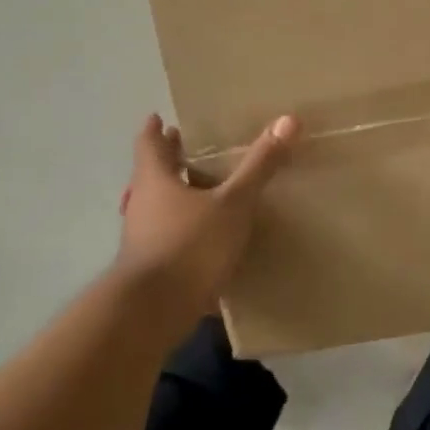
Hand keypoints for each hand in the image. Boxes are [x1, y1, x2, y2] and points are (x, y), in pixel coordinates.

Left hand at [114, 112, 298, 310]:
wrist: (153, 311)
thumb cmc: (189, 245)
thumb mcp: (232, 203)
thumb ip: (259, 166)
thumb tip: (288, 120)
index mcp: (155, 180)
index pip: (149, 144)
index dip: (154, 130)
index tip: (160, 118)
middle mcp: (142, 205)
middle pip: (153, 175)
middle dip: (170, 161)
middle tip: (189, 147)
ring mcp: (143, 238)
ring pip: (160, 207)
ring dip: (178, 196)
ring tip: (206, 192)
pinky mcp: (152, 268)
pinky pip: (168, 237)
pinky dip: (184, 229)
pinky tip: (208, 238)